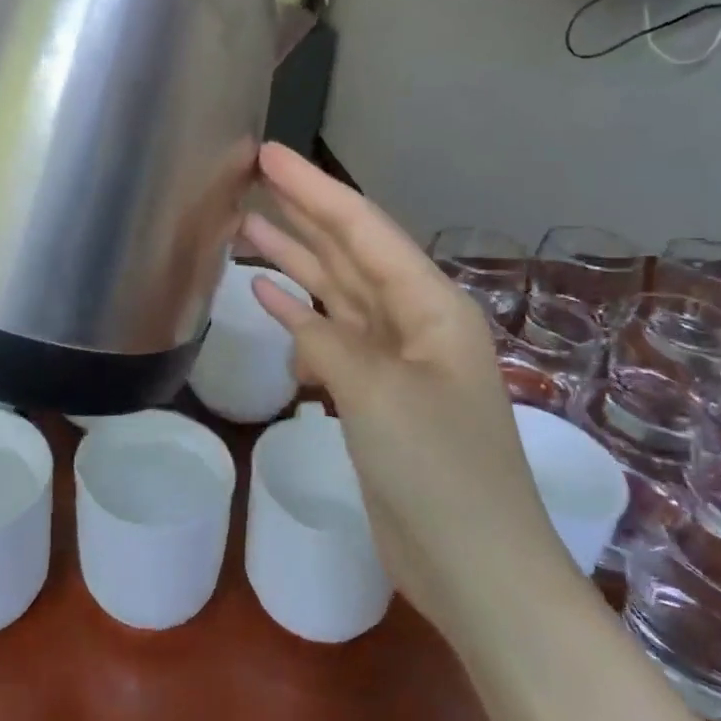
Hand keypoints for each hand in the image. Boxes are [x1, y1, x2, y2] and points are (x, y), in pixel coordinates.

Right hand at [240, 143, 577, 642]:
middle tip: (249, 176)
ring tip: (245, 226)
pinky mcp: (373, 393)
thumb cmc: (439, 472)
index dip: (313, 188)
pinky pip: (329, 337)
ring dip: (294, 259)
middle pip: (349, 251)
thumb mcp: (378, 394)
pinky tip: (266, 296)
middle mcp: (414, 321)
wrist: (475, 566)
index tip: (268, 154)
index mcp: (430, 307)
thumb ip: (328, 340)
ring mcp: (393, 358)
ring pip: (335, 291)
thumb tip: (293, 315)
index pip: (363, 229)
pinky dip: (298, 316)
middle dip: (301, 212)